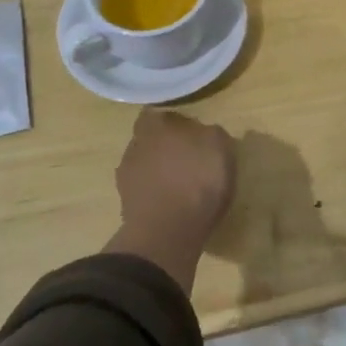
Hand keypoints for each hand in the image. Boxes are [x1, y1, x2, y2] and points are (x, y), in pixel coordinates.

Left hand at [107, 110, 236, 290]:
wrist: (169, 231)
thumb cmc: (198, 180)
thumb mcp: (220, 147)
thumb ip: (211, 133)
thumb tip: (205, 134)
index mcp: (155, 125)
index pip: (159, 114)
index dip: (175, 122)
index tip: (192, 133)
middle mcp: (135, 145)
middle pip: (150, 140)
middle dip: (166, 147)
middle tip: (189, 159)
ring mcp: (126, 177)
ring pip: (145, 166)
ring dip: (159, 172)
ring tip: (182, 186)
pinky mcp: (125, 205)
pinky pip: (144, 192)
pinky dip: (156, 195)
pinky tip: (173, 204)